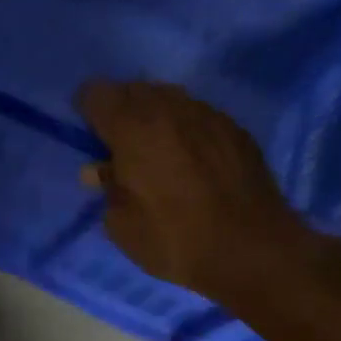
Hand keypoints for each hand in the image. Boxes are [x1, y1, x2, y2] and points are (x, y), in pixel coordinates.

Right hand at [77, 80, 336, 313]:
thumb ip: (108, 188)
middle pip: (134, 89)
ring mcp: (207, 115)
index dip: (88, 111)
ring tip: (155, 150)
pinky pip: (198, 115)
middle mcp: (169, 110)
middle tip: (118, 145)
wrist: (252, 250)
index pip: (97, 94)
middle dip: (121, 110)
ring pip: (169, 98)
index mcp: (132, 129)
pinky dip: (185, 129)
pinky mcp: (235, 130)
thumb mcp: (121, 225)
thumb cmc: (174, 240)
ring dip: (154, 116)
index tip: (90, 136)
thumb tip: (100, 170)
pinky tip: (189, 160)